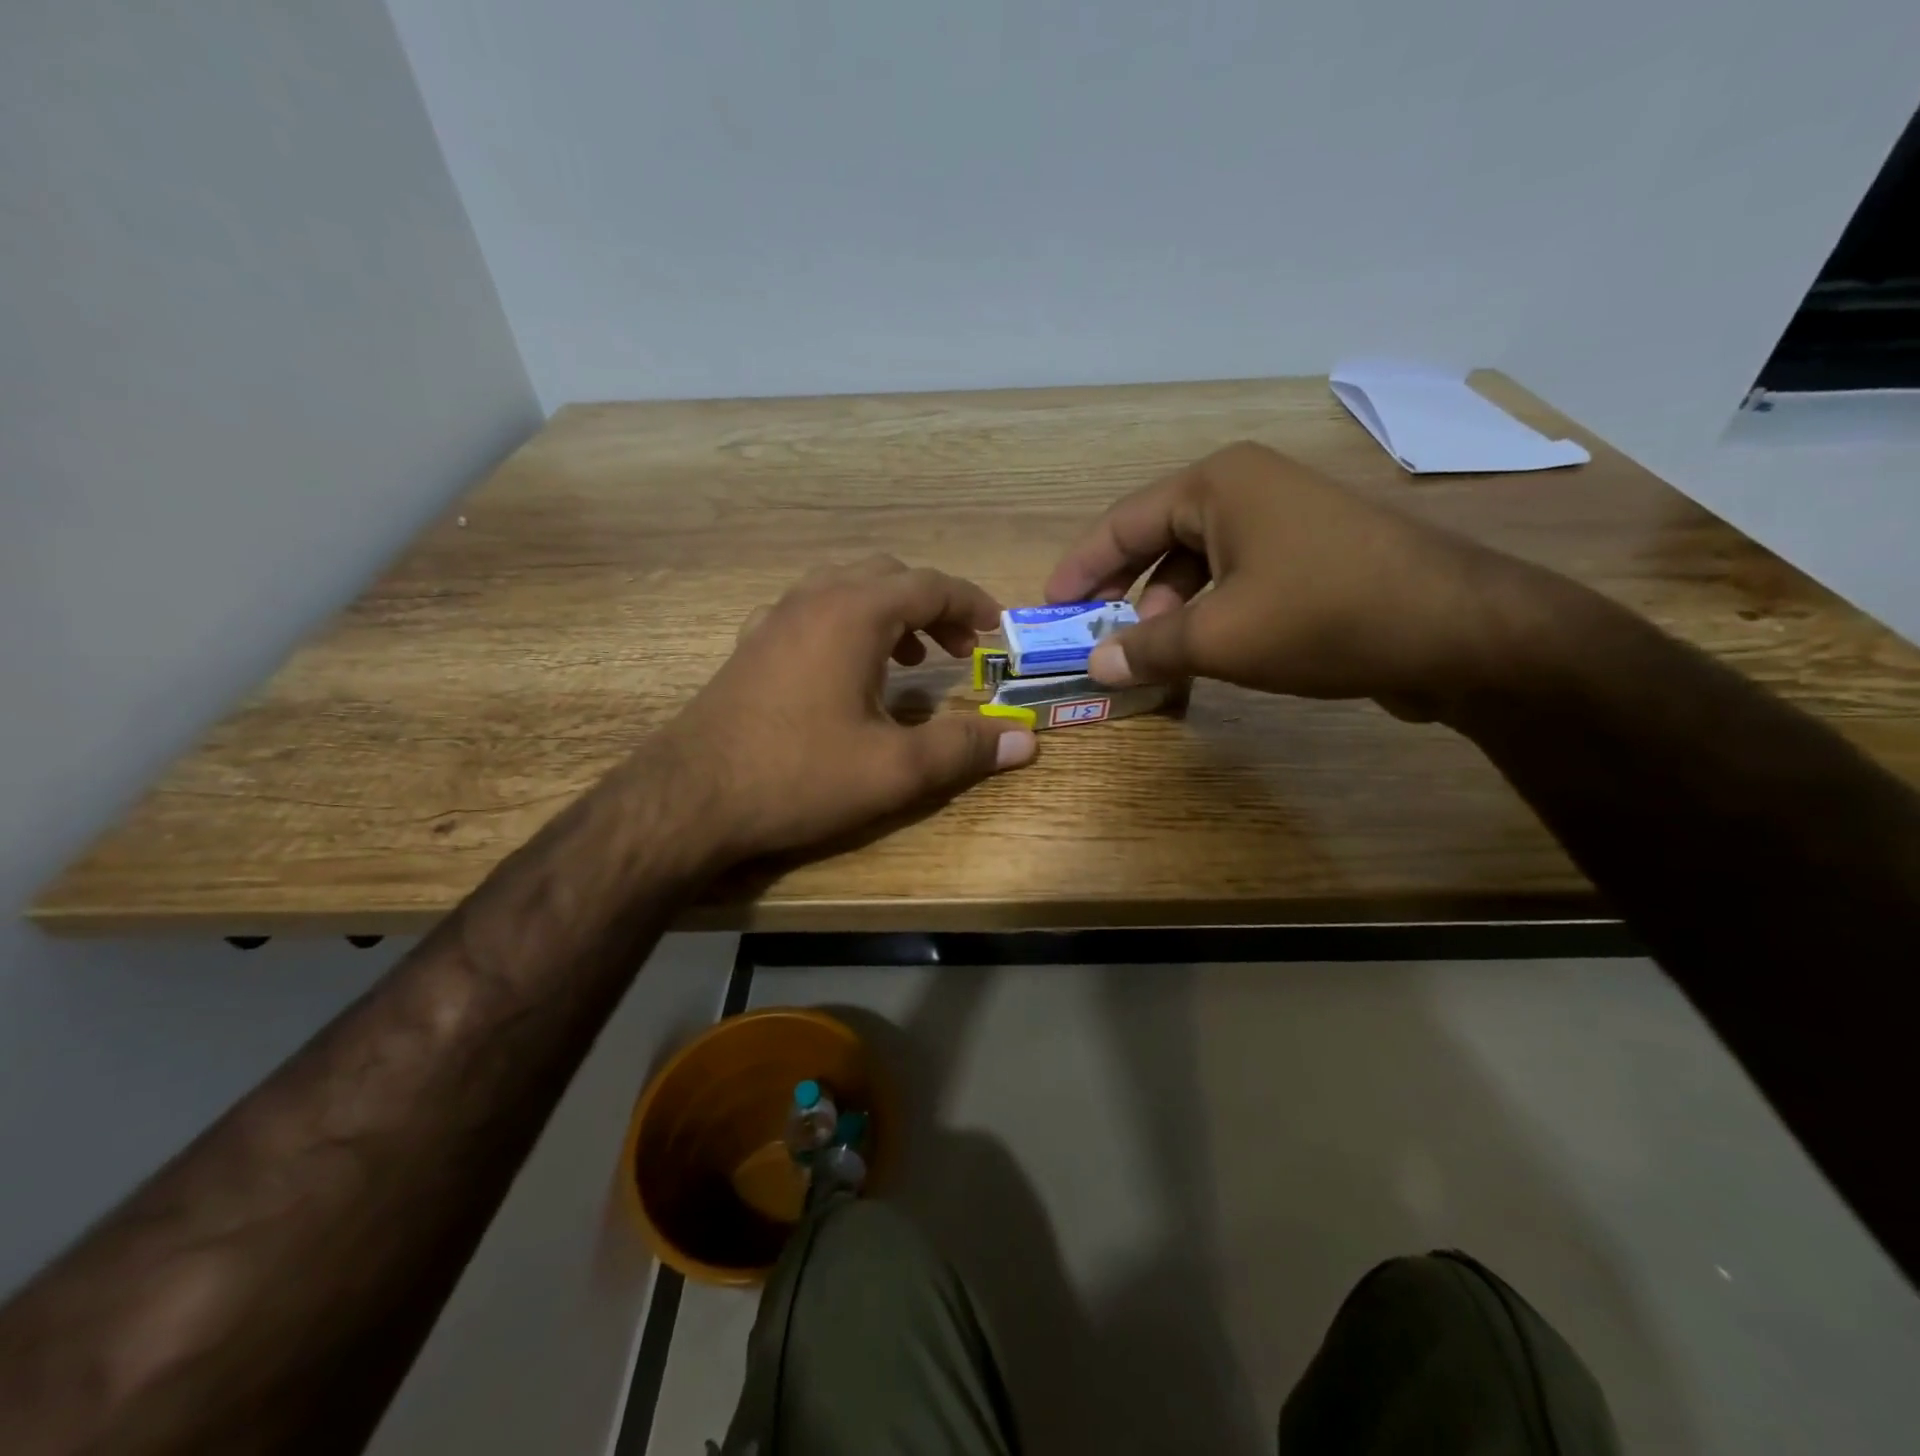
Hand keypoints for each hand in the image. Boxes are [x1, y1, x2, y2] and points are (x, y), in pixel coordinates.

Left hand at [659, 556, 1036, 861]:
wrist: (688, 798)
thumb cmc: (798, 776)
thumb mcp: (895, 769)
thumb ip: (964, 748)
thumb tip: (1024, 740)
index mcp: (853, 613)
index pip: (929, 585)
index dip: (971, 603)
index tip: (996, 630)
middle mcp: (813, 599)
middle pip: (887, 576)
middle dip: (931, 606)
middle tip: (956, 651)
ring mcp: (774, 619)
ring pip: (845, 589)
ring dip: (888, 613)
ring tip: (909, 661)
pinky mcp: (751, 646)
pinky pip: (811, 612)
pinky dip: (846, 625)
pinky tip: (846, 672)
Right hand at [1044, 441, 1535, 716]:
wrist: (1461, 631)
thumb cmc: (1324, 616)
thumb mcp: (1220, 637)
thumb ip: (1147, 648)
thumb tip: (1095, 667)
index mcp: (1217, 484)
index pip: (1122, 522)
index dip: (1080, 568)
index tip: (1049, 607)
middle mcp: (1248, 488)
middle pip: (1158, 539)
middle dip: (1124, 592)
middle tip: (1098, 637)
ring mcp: (1286, 520)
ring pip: (1199, 564)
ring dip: (1168, 609)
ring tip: (1154, 654)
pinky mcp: (1313, 555)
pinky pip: (1237, 579)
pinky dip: (1209, 613)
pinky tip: (1205, 651)